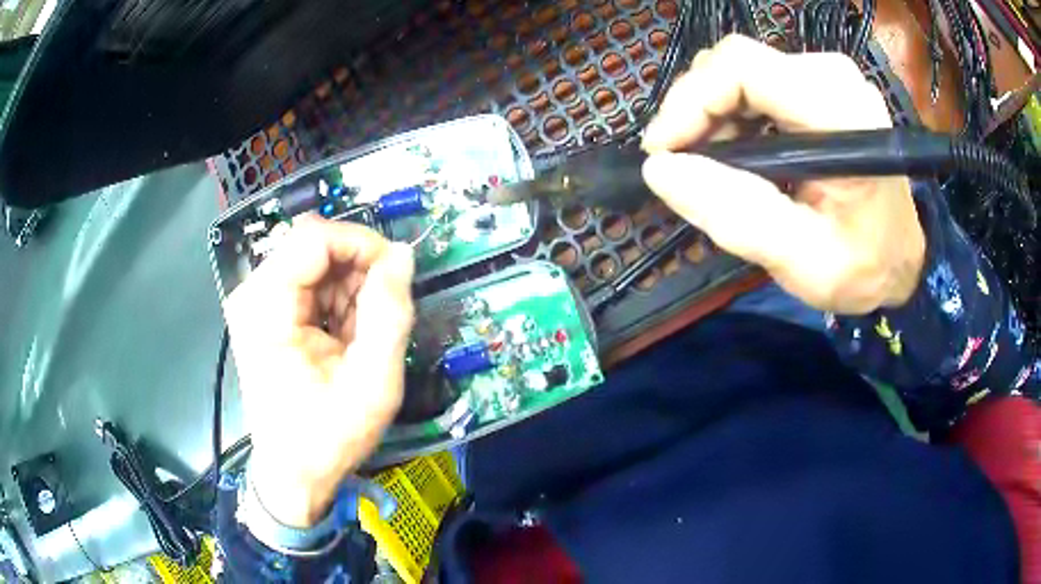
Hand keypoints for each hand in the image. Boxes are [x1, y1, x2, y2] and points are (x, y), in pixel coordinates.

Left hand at [224, 218, 414, 526]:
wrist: (293, 472)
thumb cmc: (328, 436)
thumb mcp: (373, 383)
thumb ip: (390, 314)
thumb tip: (402, 255)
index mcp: (266, 307)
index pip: (315, 237)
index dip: (362, 244)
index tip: (395, 275)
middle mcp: (253, 293)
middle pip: (314, 245)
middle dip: (357, 269)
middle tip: (382, 311)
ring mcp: (256, 301)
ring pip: (315, 261)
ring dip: (349, 287)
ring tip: (362, 333)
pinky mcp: (265, 312)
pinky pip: (309, 282)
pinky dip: (337, 300)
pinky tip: (345, 335)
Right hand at [642, 35, 924, 313]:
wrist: (900, 258)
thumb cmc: (864, 266)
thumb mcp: (804, 260)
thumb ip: (738, 216)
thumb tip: (660, 170)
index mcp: (840, 111)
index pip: (742, 67)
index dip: (690, 100)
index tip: (663, 152)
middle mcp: (833, 76)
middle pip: (735, 64)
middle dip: (696, 112)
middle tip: (686, 168)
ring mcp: (827, 75)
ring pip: (739, 72)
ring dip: (712, 117)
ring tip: (713, 168)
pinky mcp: (819, 85)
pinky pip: (755, 83)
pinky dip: (732, 117)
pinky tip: (737, 155)